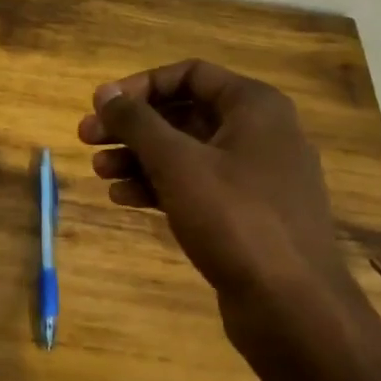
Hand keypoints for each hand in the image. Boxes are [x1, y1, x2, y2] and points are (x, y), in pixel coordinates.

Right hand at [77, 60, 361, 346]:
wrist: (293, 306)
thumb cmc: (234, 218)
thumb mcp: (176, 163)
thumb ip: (137, 122)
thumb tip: (105, 92)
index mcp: (254, 107)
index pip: (189, 74)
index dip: (141, 86)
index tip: (104, 107)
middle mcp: (259, 133)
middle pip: (184, 113)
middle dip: (132, 127)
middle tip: (87, 140)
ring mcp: (255, 176)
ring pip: (186, 152)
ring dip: (139, 158)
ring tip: (99, 174)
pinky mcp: (247, 213)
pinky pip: (196, 186)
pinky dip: (160, 186)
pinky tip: (124, 199)